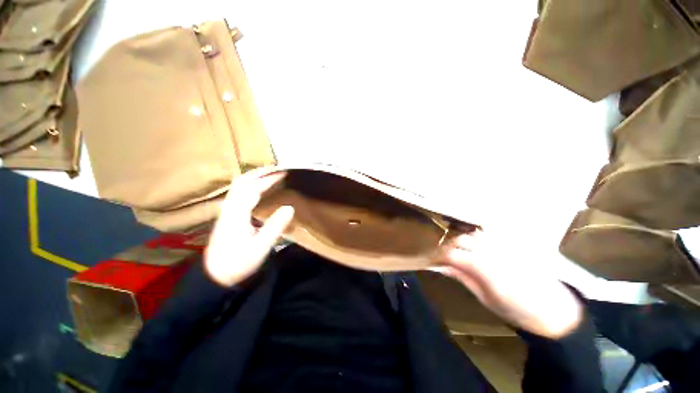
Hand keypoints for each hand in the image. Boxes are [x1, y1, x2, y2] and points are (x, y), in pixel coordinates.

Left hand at [205, 173, 293, 286]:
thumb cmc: (239, 262)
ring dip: (254, 176)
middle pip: (242, 182)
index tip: (284, 173)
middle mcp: (229, 208)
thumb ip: (275, 226)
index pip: (253, 188)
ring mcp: (227, 211)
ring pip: (239, 186)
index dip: (269, 179)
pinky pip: (239, 193)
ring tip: (270, 174)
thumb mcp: (261, 247)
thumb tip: (290, 207)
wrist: (215, 276)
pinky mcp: (228, 215)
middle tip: (277, 168)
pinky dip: (251, 185)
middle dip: (260, 172)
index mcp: (237, 214)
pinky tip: (259, 188)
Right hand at [435, 230, 582, 338]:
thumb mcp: (485, 298)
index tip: (432, 259)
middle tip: (445, 256)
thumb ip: (463, 278)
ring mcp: (505, 245)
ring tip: (460, 250)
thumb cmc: (517, 311)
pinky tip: (476, 244)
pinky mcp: (514, 243)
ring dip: (462, 240)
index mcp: (487, 270)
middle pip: (462, 240)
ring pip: (473, 234)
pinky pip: (489, 233)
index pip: (453, 254)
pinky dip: (477, 237)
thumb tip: (442, 266)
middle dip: (449, 246)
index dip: (439, 255)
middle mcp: (495, 252)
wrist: (556, 310)